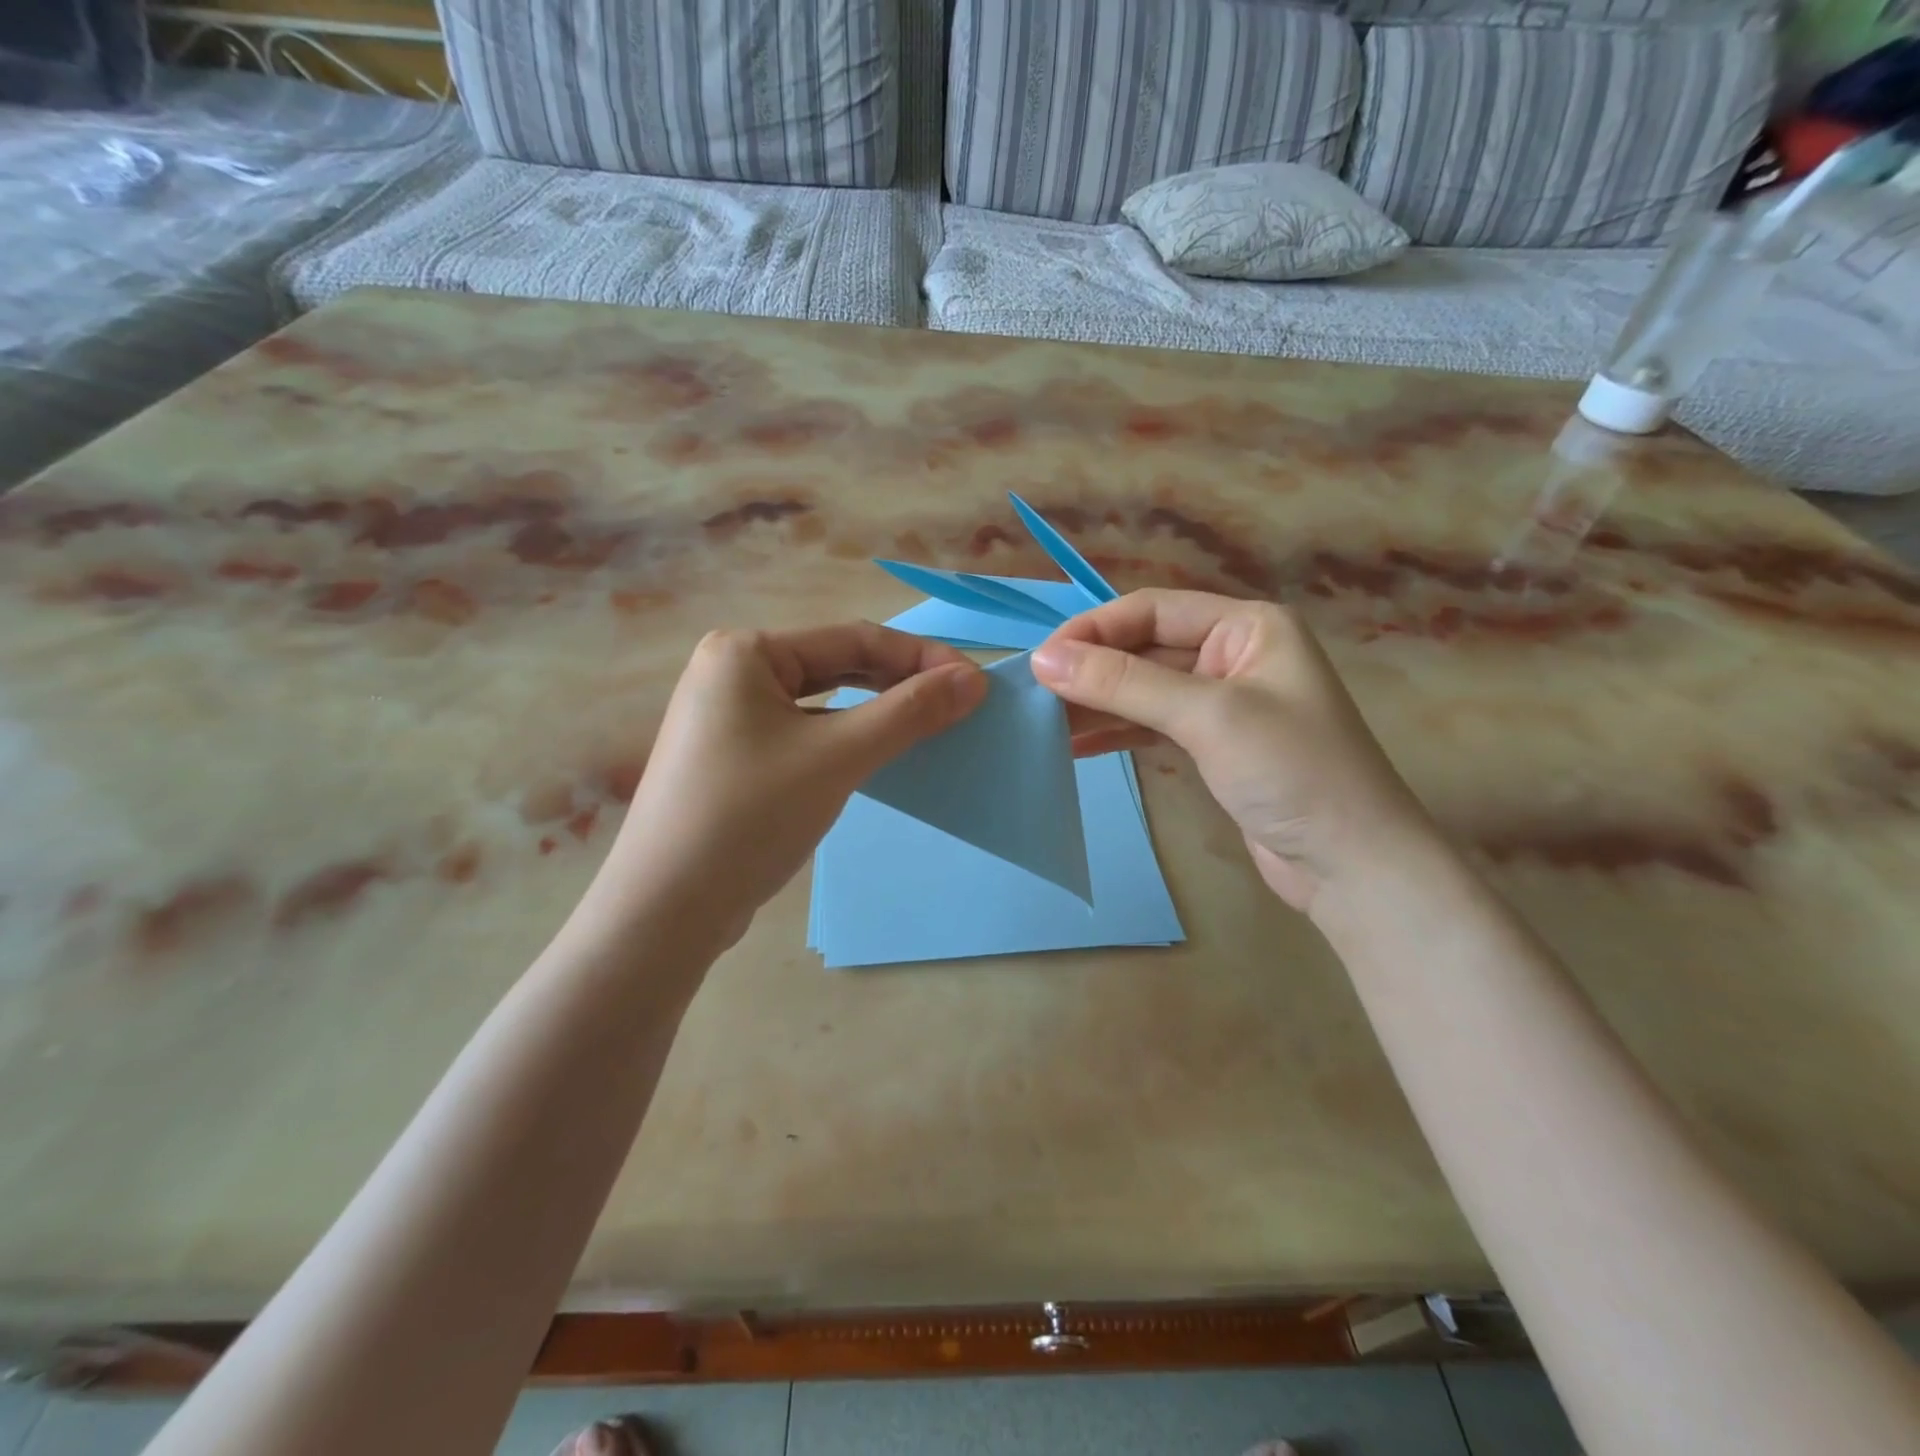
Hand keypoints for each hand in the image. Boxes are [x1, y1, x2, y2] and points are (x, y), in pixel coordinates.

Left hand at [584, 624, 986, 947]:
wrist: (665, 911)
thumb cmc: (749, 817)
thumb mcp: (838, 758)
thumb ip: (909, 713)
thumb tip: (974, 680)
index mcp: (746, 652)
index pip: (852, 638)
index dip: (920, 657)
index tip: (974, 683)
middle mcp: (732, 672)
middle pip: (835, 665)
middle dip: (897, 682)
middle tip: (956, 705)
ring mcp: (727, 717)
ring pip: (820, 702)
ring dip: (874, 711)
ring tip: (925, 727)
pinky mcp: (732, 758)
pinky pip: (803, 733)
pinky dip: (844, 739)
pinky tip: (875, 755)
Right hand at [1031, 590, 1431, 913]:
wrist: (1353, 866)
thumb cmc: (1293, 772)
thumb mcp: (1208, 716)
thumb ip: (1124, 683)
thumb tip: (1044, 659)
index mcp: (1247, 626)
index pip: (1152, 611)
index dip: (1093, 631)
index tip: (1041, 660)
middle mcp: (1234, 654)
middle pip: (1144, 650)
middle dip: (1091, 671)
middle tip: (1033, 696)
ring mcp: (1224, 702)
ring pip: (1143, 690)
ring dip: (1097, 704)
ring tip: (1043, 723)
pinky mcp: (1214, 745)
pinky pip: (1152, 725)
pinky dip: (1116, 732)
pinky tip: (1075, 744)